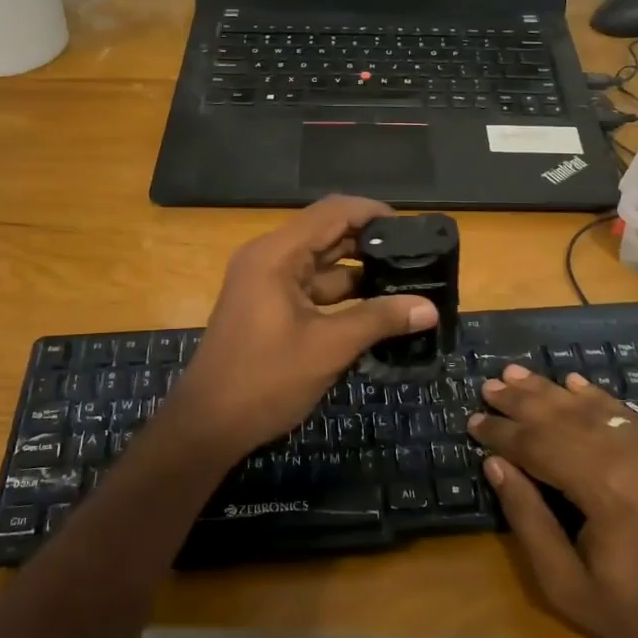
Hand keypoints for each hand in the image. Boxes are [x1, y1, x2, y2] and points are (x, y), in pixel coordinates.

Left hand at [167, 195, 438, 463]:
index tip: (412, 228)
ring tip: (406, 280)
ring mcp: (267, 283)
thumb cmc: (265, 379)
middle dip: (371, 243)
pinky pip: (312, 288)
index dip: (373, 212)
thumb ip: (379, 319)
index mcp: (276, 254)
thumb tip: (430, 307)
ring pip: (322, 264)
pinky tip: (377, 308)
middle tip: (417, 255)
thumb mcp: (329, 347)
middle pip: (328, 233)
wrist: (207, 425)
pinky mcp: (269, 306)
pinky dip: (342, 295)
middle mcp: (269, 258)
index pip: (333, 211)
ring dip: (359, 272)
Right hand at [469, 366, 637, 637]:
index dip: (503, 433)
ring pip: (595, 410)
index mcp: (606, 490)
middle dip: (522, 401)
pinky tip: (574, 383)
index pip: (540, 446)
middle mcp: (634, 457)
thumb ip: (528, 519)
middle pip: (565, 418)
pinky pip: (628, 415)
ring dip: (553, 391)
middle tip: (489, 385)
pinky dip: (597, 397)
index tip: (472, 421)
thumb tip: (496, 464)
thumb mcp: (568, 586)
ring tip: (517, 374)